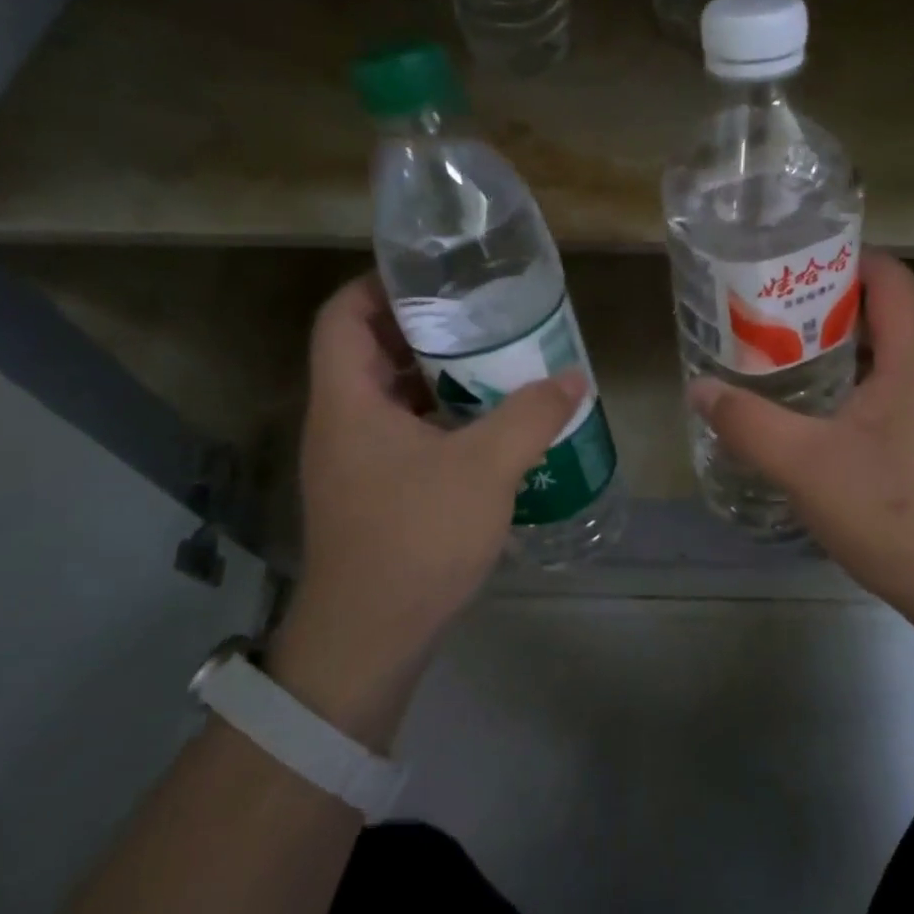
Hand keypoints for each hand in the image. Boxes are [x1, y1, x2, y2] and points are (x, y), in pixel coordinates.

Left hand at [269, 274, 583, 746]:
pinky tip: (485, 423)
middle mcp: (340, 422)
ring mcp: (353, 459)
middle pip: (368, 350)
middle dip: (423, 327)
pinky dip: (438, 415)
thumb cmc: (416, 538)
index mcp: (348, 400)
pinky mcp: (372, 490)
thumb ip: (531, 416)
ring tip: (493, 360)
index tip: (436, 276)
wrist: (370, 638)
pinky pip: (402, 430)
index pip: (343, 315)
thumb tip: (573, 380)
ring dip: (436, 374)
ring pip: (388, 394)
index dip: (380, 284)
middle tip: (482, 315)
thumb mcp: (485, 468)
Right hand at [688, 252, 913, 622]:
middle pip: (882, 310)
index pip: (888, 275)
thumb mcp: (806, 464)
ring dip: (833, 347)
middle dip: (823, 303)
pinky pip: (888, 388)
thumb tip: (699, 388)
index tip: (785, 264)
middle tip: (763, 310)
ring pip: (883, 353)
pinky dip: (848, 383)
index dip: (840, 257)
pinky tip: (808, 410)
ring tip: (775, 352)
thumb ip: (748, 422)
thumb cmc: (894, 511)